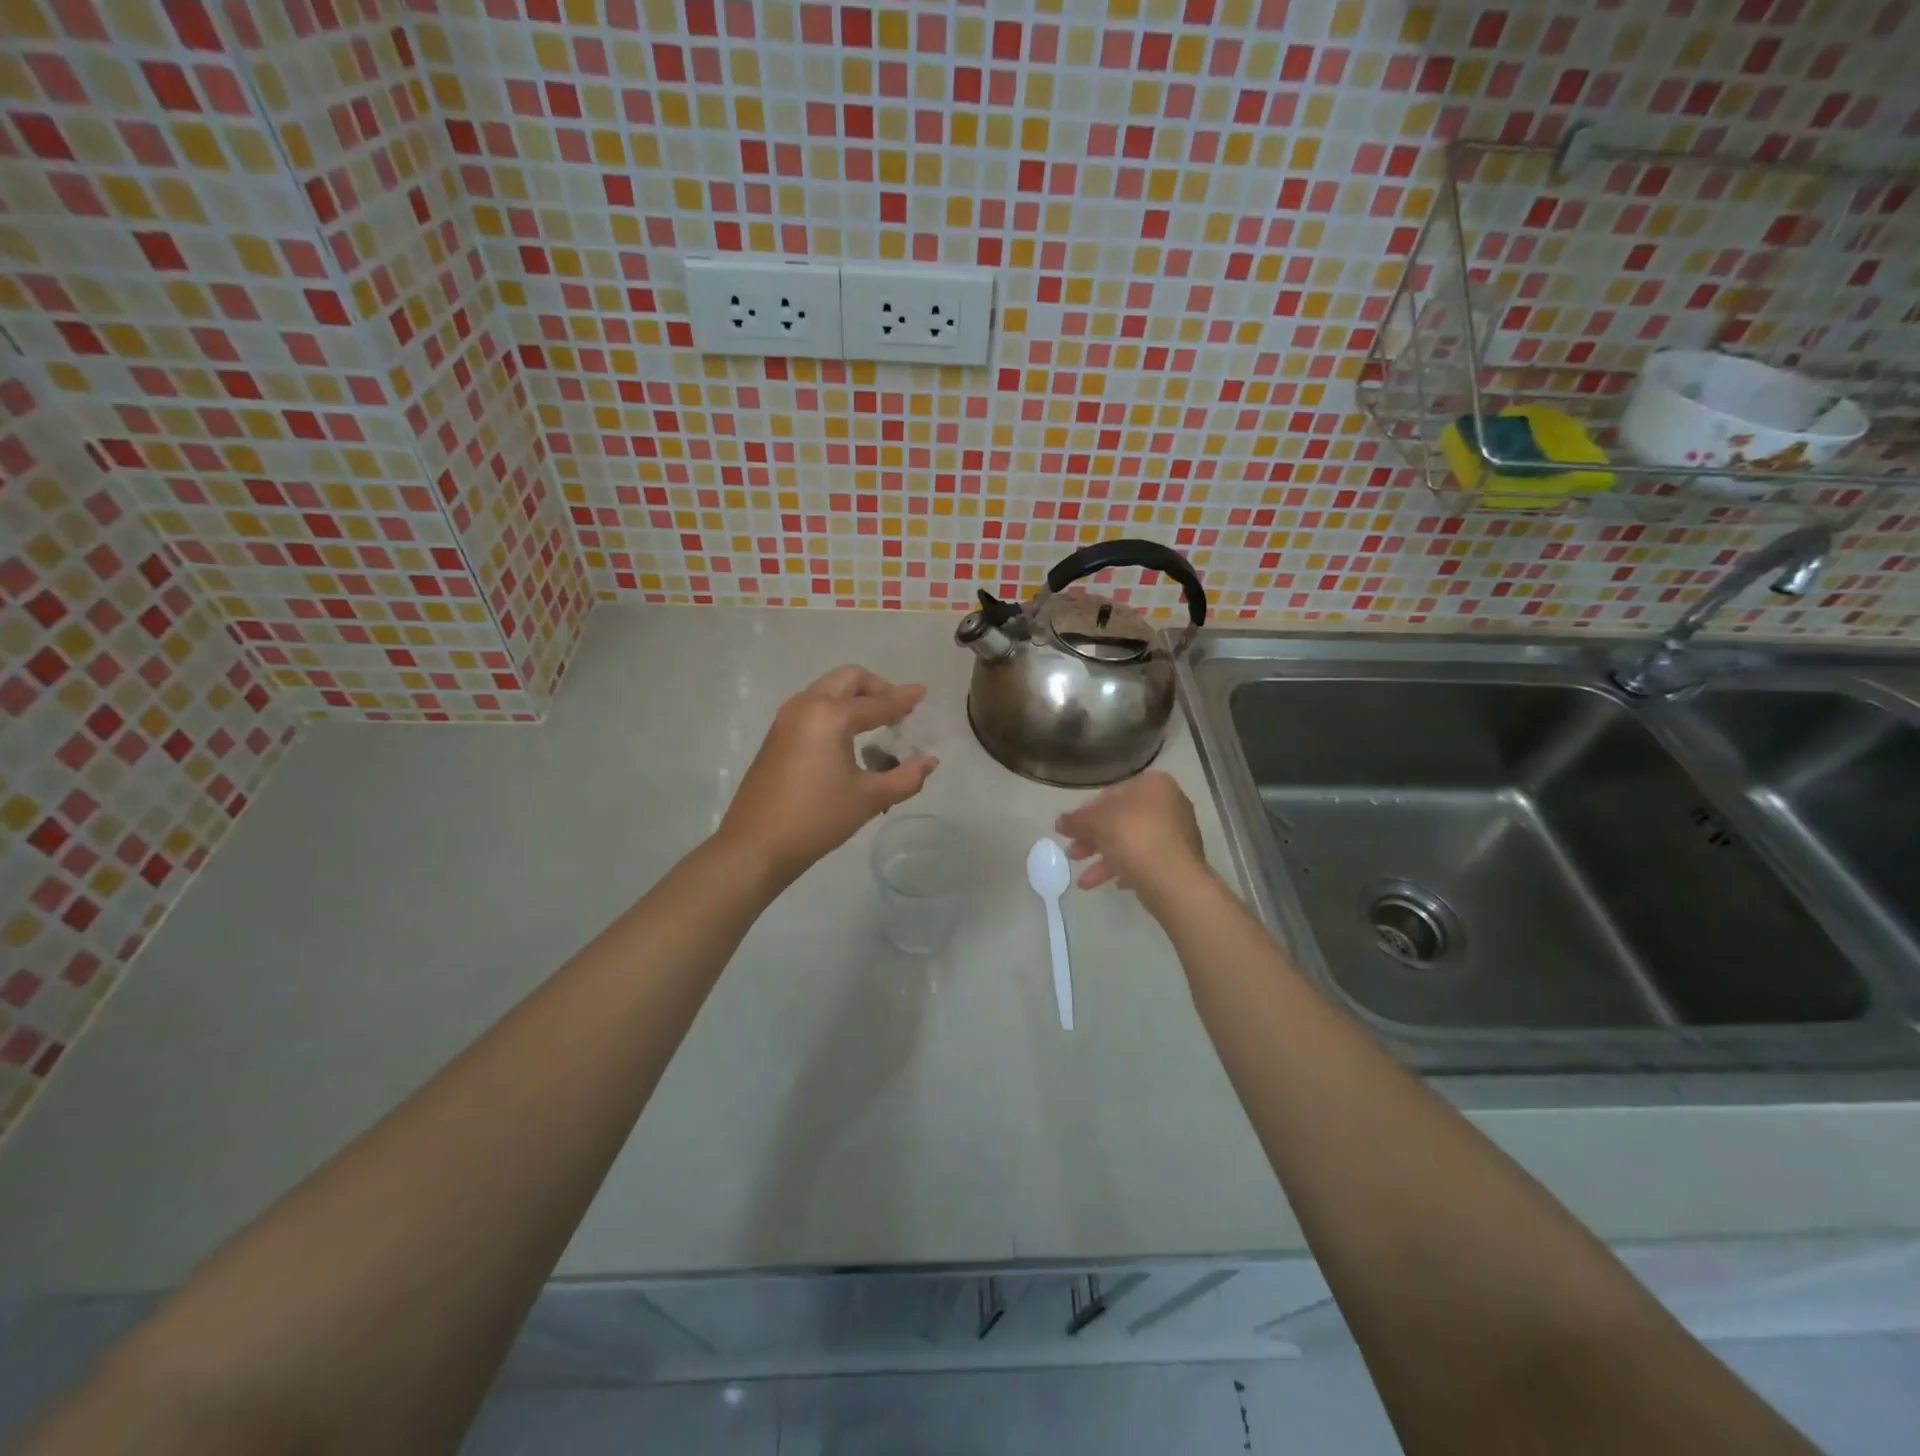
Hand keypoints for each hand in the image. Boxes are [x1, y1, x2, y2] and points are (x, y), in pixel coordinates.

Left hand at [717, 665, 937, 887]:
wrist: (756, 845)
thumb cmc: (817, 819)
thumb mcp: (869, 799)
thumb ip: (906, 777)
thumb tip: (930, 760)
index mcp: (831, 715)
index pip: (877, 703)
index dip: (904, 699)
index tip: (923, 692)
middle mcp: (807, 705)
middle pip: (849, 679)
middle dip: (877, 688)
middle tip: (898, 710)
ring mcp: (786, 718)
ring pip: (828, 689)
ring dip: (854, 697)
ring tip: (876, 724)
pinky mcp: (776, 734)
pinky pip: (813, 706)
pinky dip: (835, 709)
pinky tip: (847, 740)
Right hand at [1055, 771, 1208, 905]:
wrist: (1173, 880)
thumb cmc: (1134, 837)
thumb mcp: (1096, 823)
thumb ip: (1076, 820)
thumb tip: (1059, 822)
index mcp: (1153, 785)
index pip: (1112, 794)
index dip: (1087, 812)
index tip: (1071, 829)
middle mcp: (1169, 804)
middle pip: (1121, 820)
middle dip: (1094, 839)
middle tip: (1073, 854)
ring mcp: (1177, 834)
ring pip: (1132, 843)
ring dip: (1105, 860)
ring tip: (1083, 881)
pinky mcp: (1179, 861)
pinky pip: (1146, 860)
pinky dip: (1127, 870)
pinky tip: (1113, 885)